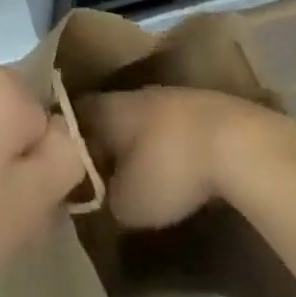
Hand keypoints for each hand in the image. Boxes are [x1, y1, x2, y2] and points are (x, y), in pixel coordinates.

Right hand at [77, 87, 295, 228]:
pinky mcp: (198, 108)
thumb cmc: (169, 169)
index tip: (62, 158)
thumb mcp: (126, 203)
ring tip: (132, 170)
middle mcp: (134, 93)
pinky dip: (163, 143)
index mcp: (108, 107)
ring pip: (140, 118)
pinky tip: (168, 165)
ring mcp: (168, 95)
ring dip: (135, 141)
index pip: (75, 114)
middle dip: (103, 139)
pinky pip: (167, 125)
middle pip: (109, 113)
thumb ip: (105, 197)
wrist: (233, 142)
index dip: (66, 136)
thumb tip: (101, 194)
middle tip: (97, 168)